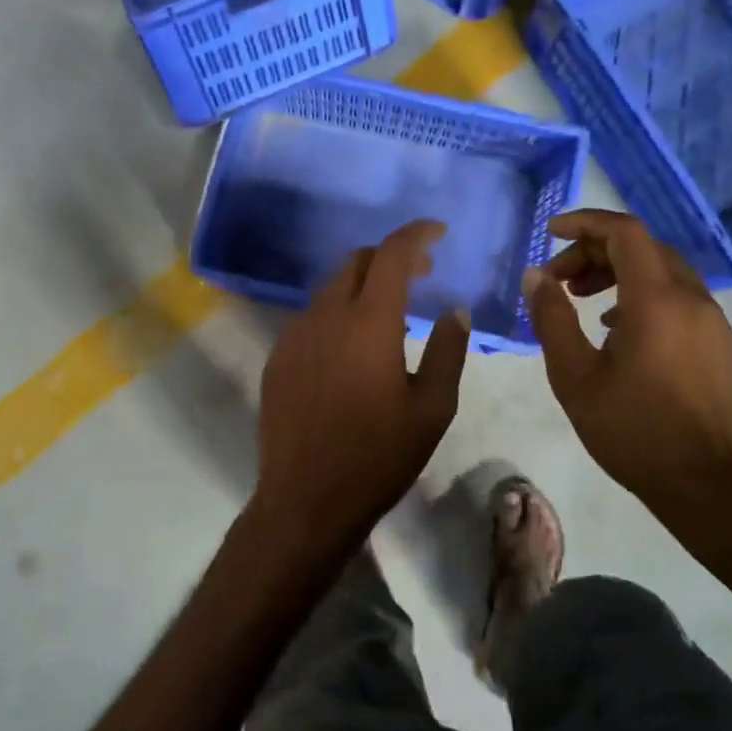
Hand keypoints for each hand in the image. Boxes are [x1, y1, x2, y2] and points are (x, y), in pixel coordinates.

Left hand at [253, 221, 470, 558]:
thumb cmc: (378, 456)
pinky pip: (311, 316)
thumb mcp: (431, 408)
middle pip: (357, 262)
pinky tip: (351, 345)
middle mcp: (326, 315)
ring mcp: (295, 334)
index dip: (416, 234)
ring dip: (363, 286)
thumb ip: (447, 350)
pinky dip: (338, 312)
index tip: (438, 231)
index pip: (391, 254)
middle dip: (390, 258)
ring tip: (389, 311)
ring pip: (331, 288)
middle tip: (421, 274)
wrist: (305, 499)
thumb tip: (454, 311)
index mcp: (368, 322)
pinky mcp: (277, 356)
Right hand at [524, 209, 731, 531]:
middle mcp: (692, 298)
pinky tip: (615, 326)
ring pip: (662, 270)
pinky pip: (678, 296)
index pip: (625, 232)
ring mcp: (712, 320)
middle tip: (558, 279)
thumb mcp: (574, 375)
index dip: (585, 223)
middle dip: (595, 251)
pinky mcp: (719, 341)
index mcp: (657, 300)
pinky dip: (641, 293)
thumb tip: (536, 275)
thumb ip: (551, 318)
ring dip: (618, 271)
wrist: (704, 485)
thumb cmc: (631, 429)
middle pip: (642, 247)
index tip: (550, 233)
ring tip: (581, 298)